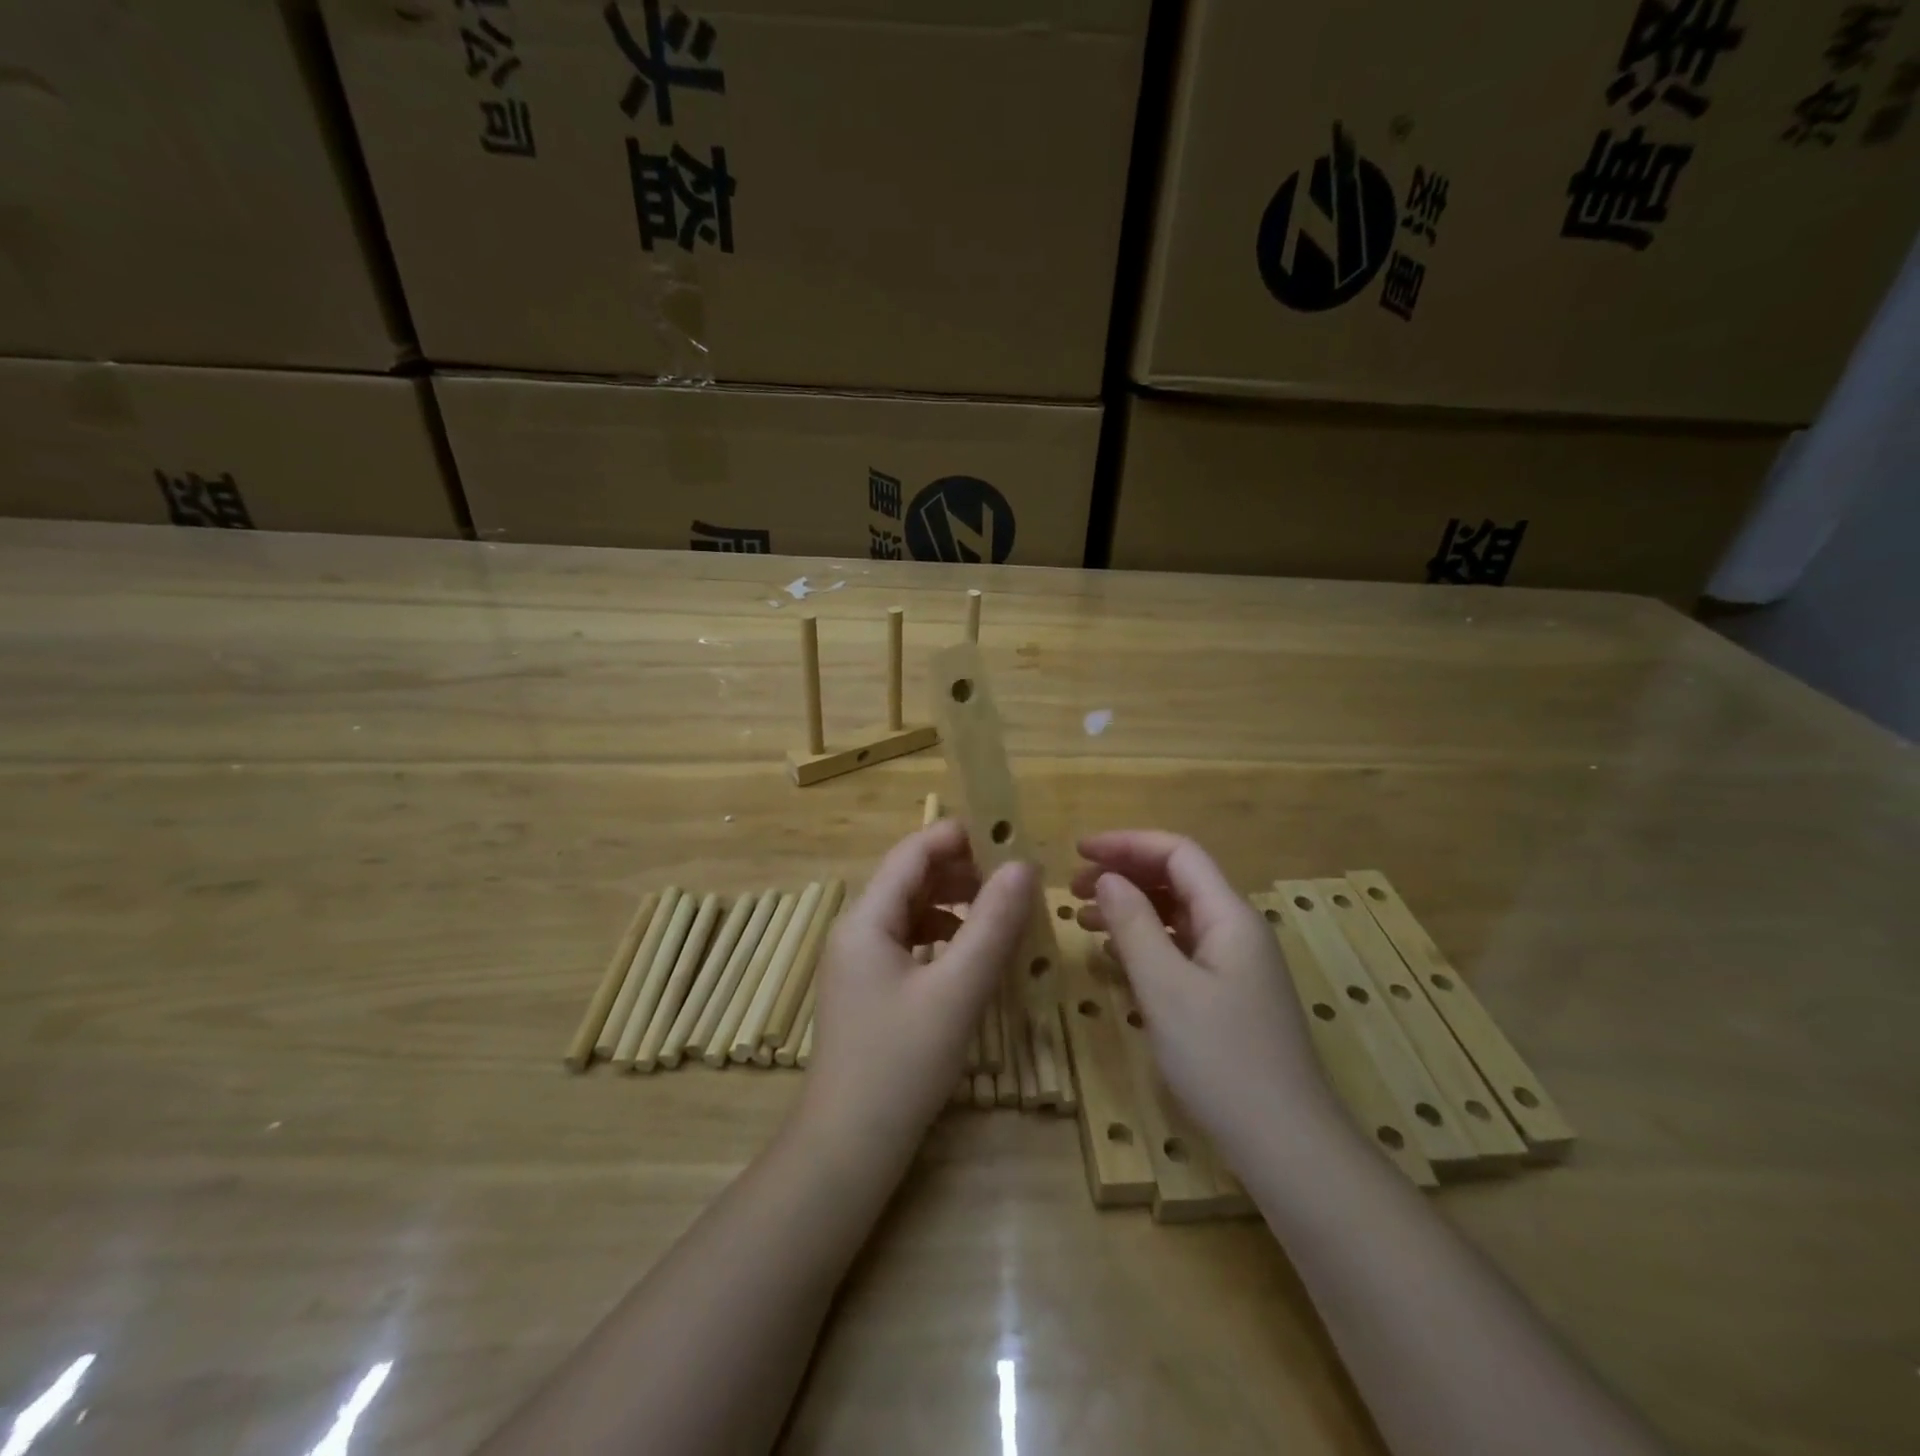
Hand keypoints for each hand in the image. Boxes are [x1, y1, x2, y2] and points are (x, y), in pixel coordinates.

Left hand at [801, 820, 1033, 1156]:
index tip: (1009, 837)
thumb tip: (1024, 866)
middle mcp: (856, 929)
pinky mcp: (868, 989)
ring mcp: (859, 961)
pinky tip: (972, 955)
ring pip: (912, 911)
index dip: (959, 837)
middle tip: (1015, 880)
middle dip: (962, 871)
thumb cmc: (901, 1063)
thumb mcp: (957, 990)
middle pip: (911, 878)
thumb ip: (993, 924)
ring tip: (1001, 913)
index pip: (913, 852)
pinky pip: (909, 943)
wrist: (848, 1148)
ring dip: (955, 904)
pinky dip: (943, 937)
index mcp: (866, 918)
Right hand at [1072, 831, 1341, 1160]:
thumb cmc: (1221, 1059)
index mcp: (1229, 916)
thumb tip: (1108, 878)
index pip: (1177, 853)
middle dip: (1124, 874)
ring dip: (1130, 908)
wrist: (1285, 1143)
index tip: (1079, 852)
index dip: (1126, 843)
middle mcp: (1235, 929)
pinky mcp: (1227, 994)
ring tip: (1082, 920)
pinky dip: (1144, 942)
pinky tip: (1114, 957)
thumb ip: (1134, 925)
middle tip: (1073, 889)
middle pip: (1177, 880)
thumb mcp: (1166, 988)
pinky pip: (1180, 949)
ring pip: (1176, 915)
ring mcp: (1234, 963)